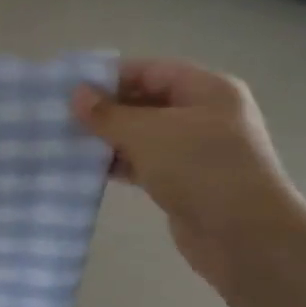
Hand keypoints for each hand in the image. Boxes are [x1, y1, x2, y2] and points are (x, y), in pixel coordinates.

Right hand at [72, 59, 305, 289]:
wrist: (244, 236)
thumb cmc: (200, 169)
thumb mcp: (148, 134)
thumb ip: (108, 114)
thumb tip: (76, 94)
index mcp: (207, 90)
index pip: (150, 71)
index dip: (110, 77)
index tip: (70, 89)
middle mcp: (204, 114)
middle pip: (146, 101)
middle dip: (106, 110)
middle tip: (62, 118)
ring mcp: (195, 150)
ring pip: (143, 135)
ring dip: (108, 139)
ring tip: (67, 143)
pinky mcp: (184, 181)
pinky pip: (145, 163)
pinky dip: (119, 164)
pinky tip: (88, 170)